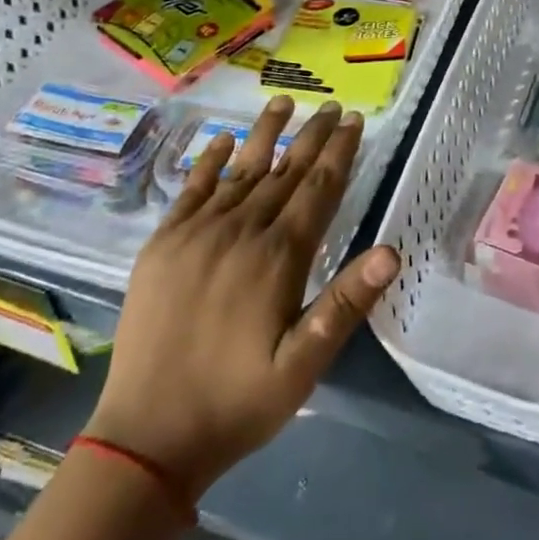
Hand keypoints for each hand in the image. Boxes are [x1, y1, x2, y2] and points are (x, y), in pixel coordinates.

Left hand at [84, 97, 399, 499]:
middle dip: (313, 135)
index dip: (340, 152)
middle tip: (333, 106)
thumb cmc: (238, 402)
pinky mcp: (162, 245)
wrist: (147, 438)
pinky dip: (210, 161)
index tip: (356, 121)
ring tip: (283, 101)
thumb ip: (346, 304)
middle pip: (285, 171)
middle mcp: (240, 232)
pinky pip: (191, 190)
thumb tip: (391, 251)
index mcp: (278, 257)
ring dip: (266, 134)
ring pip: (242, 170)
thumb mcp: (304, 364)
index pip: (318, 188)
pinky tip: (225, 139)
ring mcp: (196, 235)